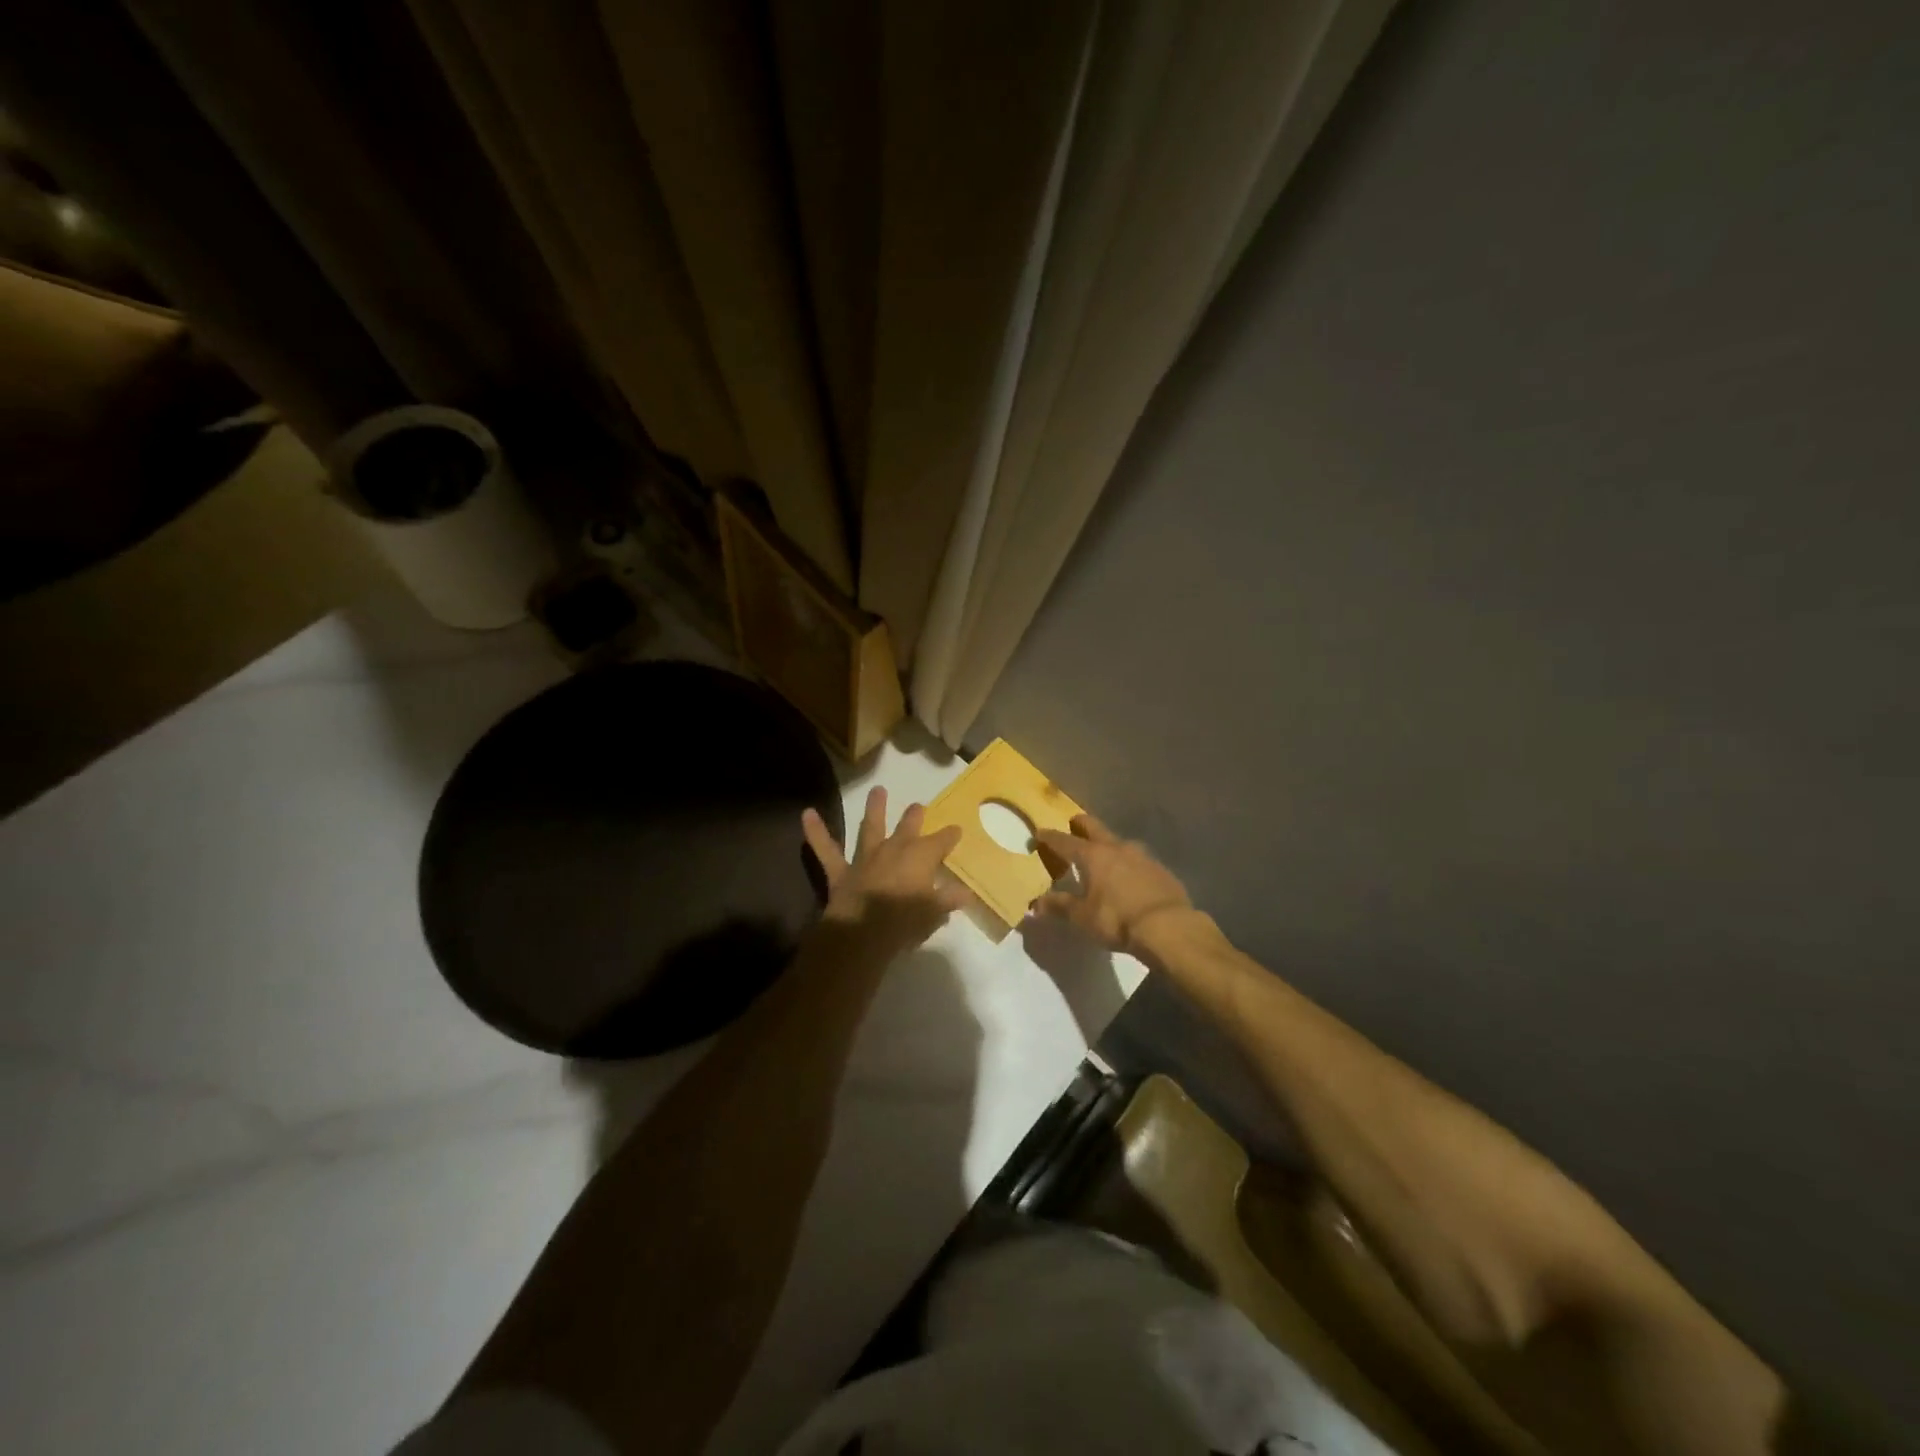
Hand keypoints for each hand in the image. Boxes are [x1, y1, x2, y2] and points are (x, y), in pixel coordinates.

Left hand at [801, 787, 966, 959]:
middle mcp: (894, 849)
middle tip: (918, 807)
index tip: (957, 830)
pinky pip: (826, 849)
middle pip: (908, 827)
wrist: (862, 933)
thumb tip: (965, 893)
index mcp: (921, 857)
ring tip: (877, 790)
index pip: (942, 841)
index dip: (950, 836)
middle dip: (915, 816)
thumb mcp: (933, 913)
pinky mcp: (842, 871)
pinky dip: (816, 832)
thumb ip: (948, 899)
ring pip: (871, 827)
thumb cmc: (905, 922)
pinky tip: (806, 814)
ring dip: (874, 808)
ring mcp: (866, 857)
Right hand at [1034, 814, 1194, 958]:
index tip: (1040, 833)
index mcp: (1093, 855)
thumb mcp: (1082, 917)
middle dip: (1081, 824)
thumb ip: (1059, 907)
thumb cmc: (1117, 919)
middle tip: (1073, 823)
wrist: (1169, 926)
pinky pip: (1139, 859)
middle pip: (1094, 827)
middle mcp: (1117, 848)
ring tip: (1103, 852)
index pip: (1065, 841)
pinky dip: (1128, 862)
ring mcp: (1142, 856)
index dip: (1050, 837)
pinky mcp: (1161, 869)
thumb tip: (1035, 904)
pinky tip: (1129, 874)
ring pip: (1119, 841)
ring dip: (1108, 843)